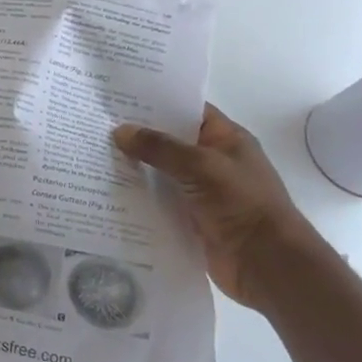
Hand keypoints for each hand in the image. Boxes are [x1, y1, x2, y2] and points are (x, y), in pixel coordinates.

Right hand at [114, 105, 321, 309]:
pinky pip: (158, 202)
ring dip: (134, 168)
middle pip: (169, 142)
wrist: (267, 265)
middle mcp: (212, 162)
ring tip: (93, 154)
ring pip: (160, 172)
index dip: (158, 101)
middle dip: (138, 135)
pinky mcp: (190, 219)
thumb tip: (121, 131)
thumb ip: (160, 147)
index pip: (188, 110)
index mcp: (226, 139)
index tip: (120, 96)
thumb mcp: (201, 165)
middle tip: (97, 123)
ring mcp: (201, 192)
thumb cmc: (242, 203)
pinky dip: (137, 197)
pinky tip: (107, 191)